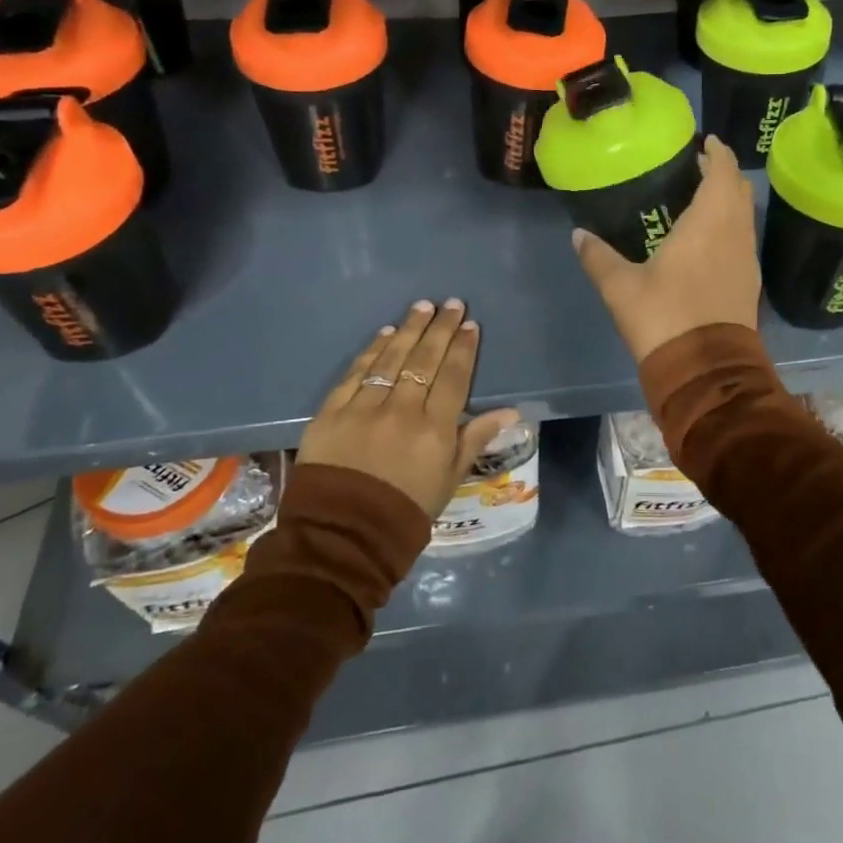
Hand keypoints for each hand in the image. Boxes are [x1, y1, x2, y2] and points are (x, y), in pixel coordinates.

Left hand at [296, 300, 520, 517]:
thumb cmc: (405, 512)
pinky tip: (385, 333)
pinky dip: (372, 350)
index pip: (454, 377)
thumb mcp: (449, 480)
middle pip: (425, 360)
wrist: (340, 539)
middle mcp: (402, 412)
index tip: (470, 324)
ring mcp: (364, 409)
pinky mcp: (331, 412)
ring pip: (391, 359)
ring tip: (422, 307)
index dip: (463, 348)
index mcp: (435, 431)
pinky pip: (356, 373)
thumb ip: (476, 438)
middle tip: (451, 303)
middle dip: (441, 328)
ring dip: (409, 329)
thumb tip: (511, 410)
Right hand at [572, 135, 760, 362]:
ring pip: (744, 216)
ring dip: (728, 200)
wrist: (707, 372)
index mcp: (709, 223)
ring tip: (701, 197)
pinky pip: (743, 239)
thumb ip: (599, 257)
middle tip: (697, 166)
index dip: (718, 153)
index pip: (723, 172)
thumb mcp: (621, 288)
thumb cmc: (664, 318)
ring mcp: (747, 260)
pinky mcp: (749, 283)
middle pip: (738, 190)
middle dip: (722, 173)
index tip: (706, 141)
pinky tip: (708, 238)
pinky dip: (730, 225)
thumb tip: (578, 235)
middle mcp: (735, 234)